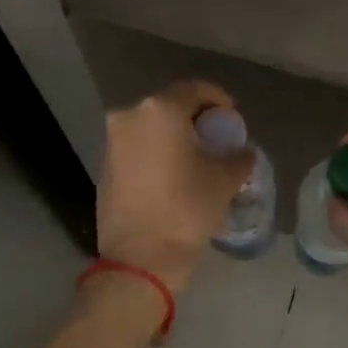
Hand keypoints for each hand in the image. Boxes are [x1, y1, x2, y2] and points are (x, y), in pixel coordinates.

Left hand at [98, 80, 253, 292]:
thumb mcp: (224, 181)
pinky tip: (174, 174)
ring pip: (151, 126)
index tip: (232, 118)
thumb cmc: (186, 210)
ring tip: (197, 158)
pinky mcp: (104, 165)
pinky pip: (138, 146)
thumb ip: (239, 157)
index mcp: (161, 111)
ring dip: (175, 135)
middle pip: (170, 106)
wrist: (140, 258)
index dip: (218, 100)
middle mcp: (130, 116)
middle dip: (196, 119)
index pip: (195, 90)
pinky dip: (157, 151)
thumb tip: (243, 151)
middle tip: (216, 138)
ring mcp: (112, 141)